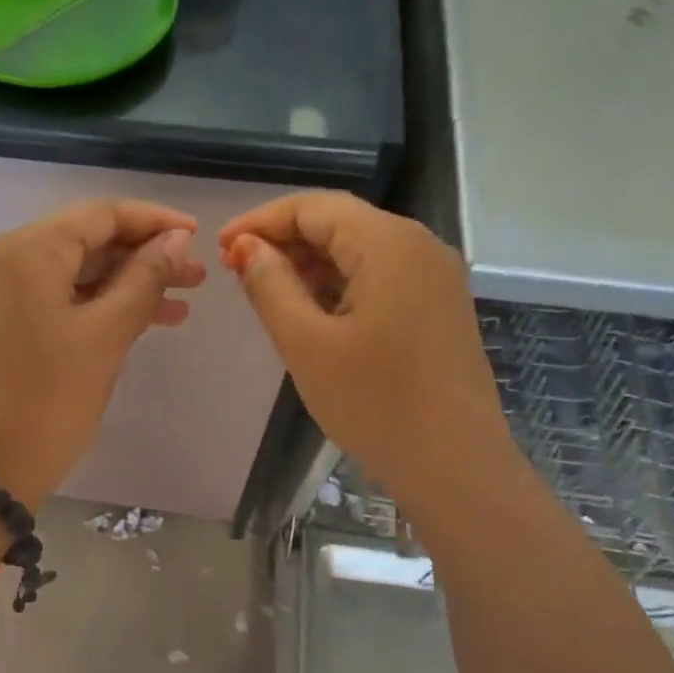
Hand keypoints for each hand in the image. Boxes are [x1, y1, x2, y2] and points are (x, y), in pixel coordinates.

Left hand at [0, 200, 205, 507]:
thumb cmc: (51, 399)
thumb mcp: (107, 334)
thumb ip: (145, 278)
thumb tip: (176, 240)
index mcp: (24, 251)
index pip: (98, 216)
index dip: (153, 223)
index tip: (196, 236)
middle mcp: (0, 259)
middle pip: (83, 242)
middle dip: (141, 258)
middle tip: (194, 277)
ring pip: (69, 273)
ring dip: (122, 285)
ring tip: (179, 304)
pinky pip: (50, 298)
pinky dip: (91, 305)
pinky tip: (137, 319)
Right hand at [218, 193, 514, 514]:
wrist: (454, 465)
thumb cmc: (374, 403)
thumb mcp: (306, 343)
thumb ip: (270, 286)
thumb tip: (247, 247)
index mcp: (389, 244)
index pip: (314, 207)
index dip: (261, 221)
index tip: (220, 248)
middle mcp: (418, 247)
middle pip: (339, 224)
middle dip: (283, 241)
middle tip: (235, 272)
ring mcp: (433, 278)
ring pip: (358, 252)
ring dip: (308, 265)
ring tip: (263, 292)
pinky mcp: (436, 308)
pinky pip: (378, 278)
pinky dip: (337, 286)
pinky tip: (307, 312)